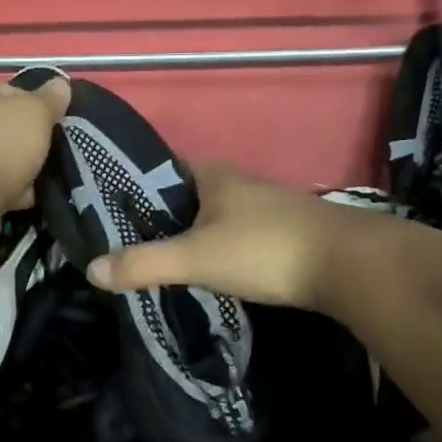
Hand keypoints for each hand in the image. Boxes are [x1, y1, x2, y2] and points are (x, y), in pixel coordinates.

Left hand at [0, 74, 71, 218]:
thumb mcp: (35, 114)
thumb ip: (50, 99)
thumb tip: (60, 84)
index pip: (4, 89)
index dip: (31, 106)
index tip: (47, 126)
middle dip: (22, 142)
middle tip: (41, 157)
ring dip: (13, 169)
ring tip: (30, 184)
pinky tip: (14, 200)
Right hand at [85, 163, 355, 309]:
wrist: (351, 265)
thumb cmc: (264, 250)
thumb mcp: (195, 258)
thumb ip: (144, 264)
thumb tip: (91, 270)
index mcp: (214, 175)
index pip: (164, 170)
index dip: (138, 189)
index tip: (113, 213)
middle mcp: (241, 183)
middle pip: (190, 195)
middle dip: (165, 216)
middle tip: (133, 244)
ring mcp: (270, 206)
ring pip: (218, 216)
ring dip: (196, 234)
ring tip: (167, 261)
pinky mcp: (290, 232)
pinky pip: (242, 235)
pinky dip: (224, 248)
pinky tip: (216, 270)